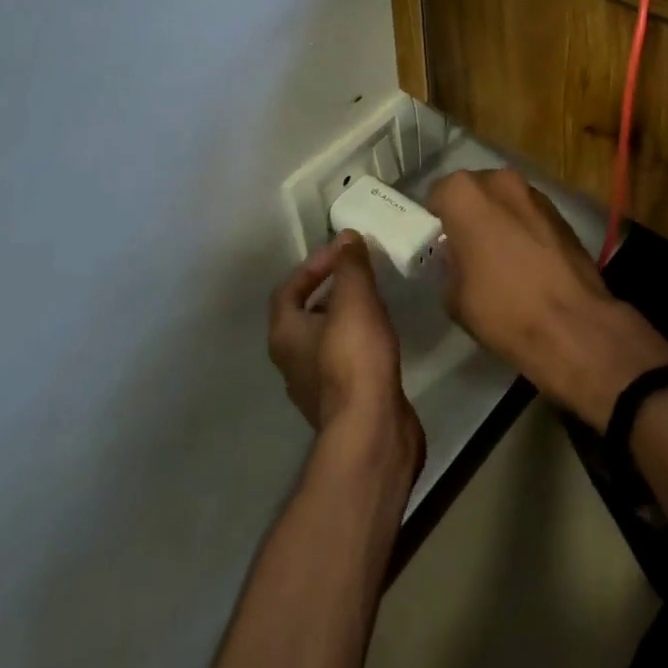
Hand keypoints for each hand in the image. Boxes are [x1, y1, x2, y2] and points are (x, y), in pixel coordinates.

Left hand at [268, 233, 423, 468]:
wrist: (371, 431)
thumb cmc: (354, 358)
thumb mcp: (354, 299)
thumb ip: (350, 265)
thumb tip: (346, 236)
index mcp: (284, 334)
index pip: (288, 289)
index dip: (313, 265)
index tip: (343, 252)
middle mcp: (291, 361)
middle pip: (305, 314)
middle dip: (331, 290)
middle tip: (360, 273)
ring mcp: (315, 386)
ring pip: (326, 339)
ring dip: (345, 317)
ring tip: (375, 300)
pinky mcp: (342, 403)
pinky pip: (344, 361)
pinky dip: (358, 342)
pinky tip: (382, 336)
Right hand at [427, 169, 667, 429]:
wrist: (573, 326)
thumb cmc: (502, 309)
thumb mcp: (453, 296)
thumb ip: (449, 263)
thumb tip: (458, 257)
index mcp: (465, 194)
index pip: (438, 195)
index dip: (436, 221)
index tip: (438, 245)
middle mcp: (499, 180)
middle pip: (474, 192)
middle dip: (469, 214)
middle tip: (467, 250)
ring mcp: (534, 193)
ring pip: (505, 201)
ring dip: (499, 219)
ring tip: (501, 258)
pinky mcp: (561, 212)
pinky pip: (529, 215)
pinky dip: (524, 229)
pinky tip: (527, 263)